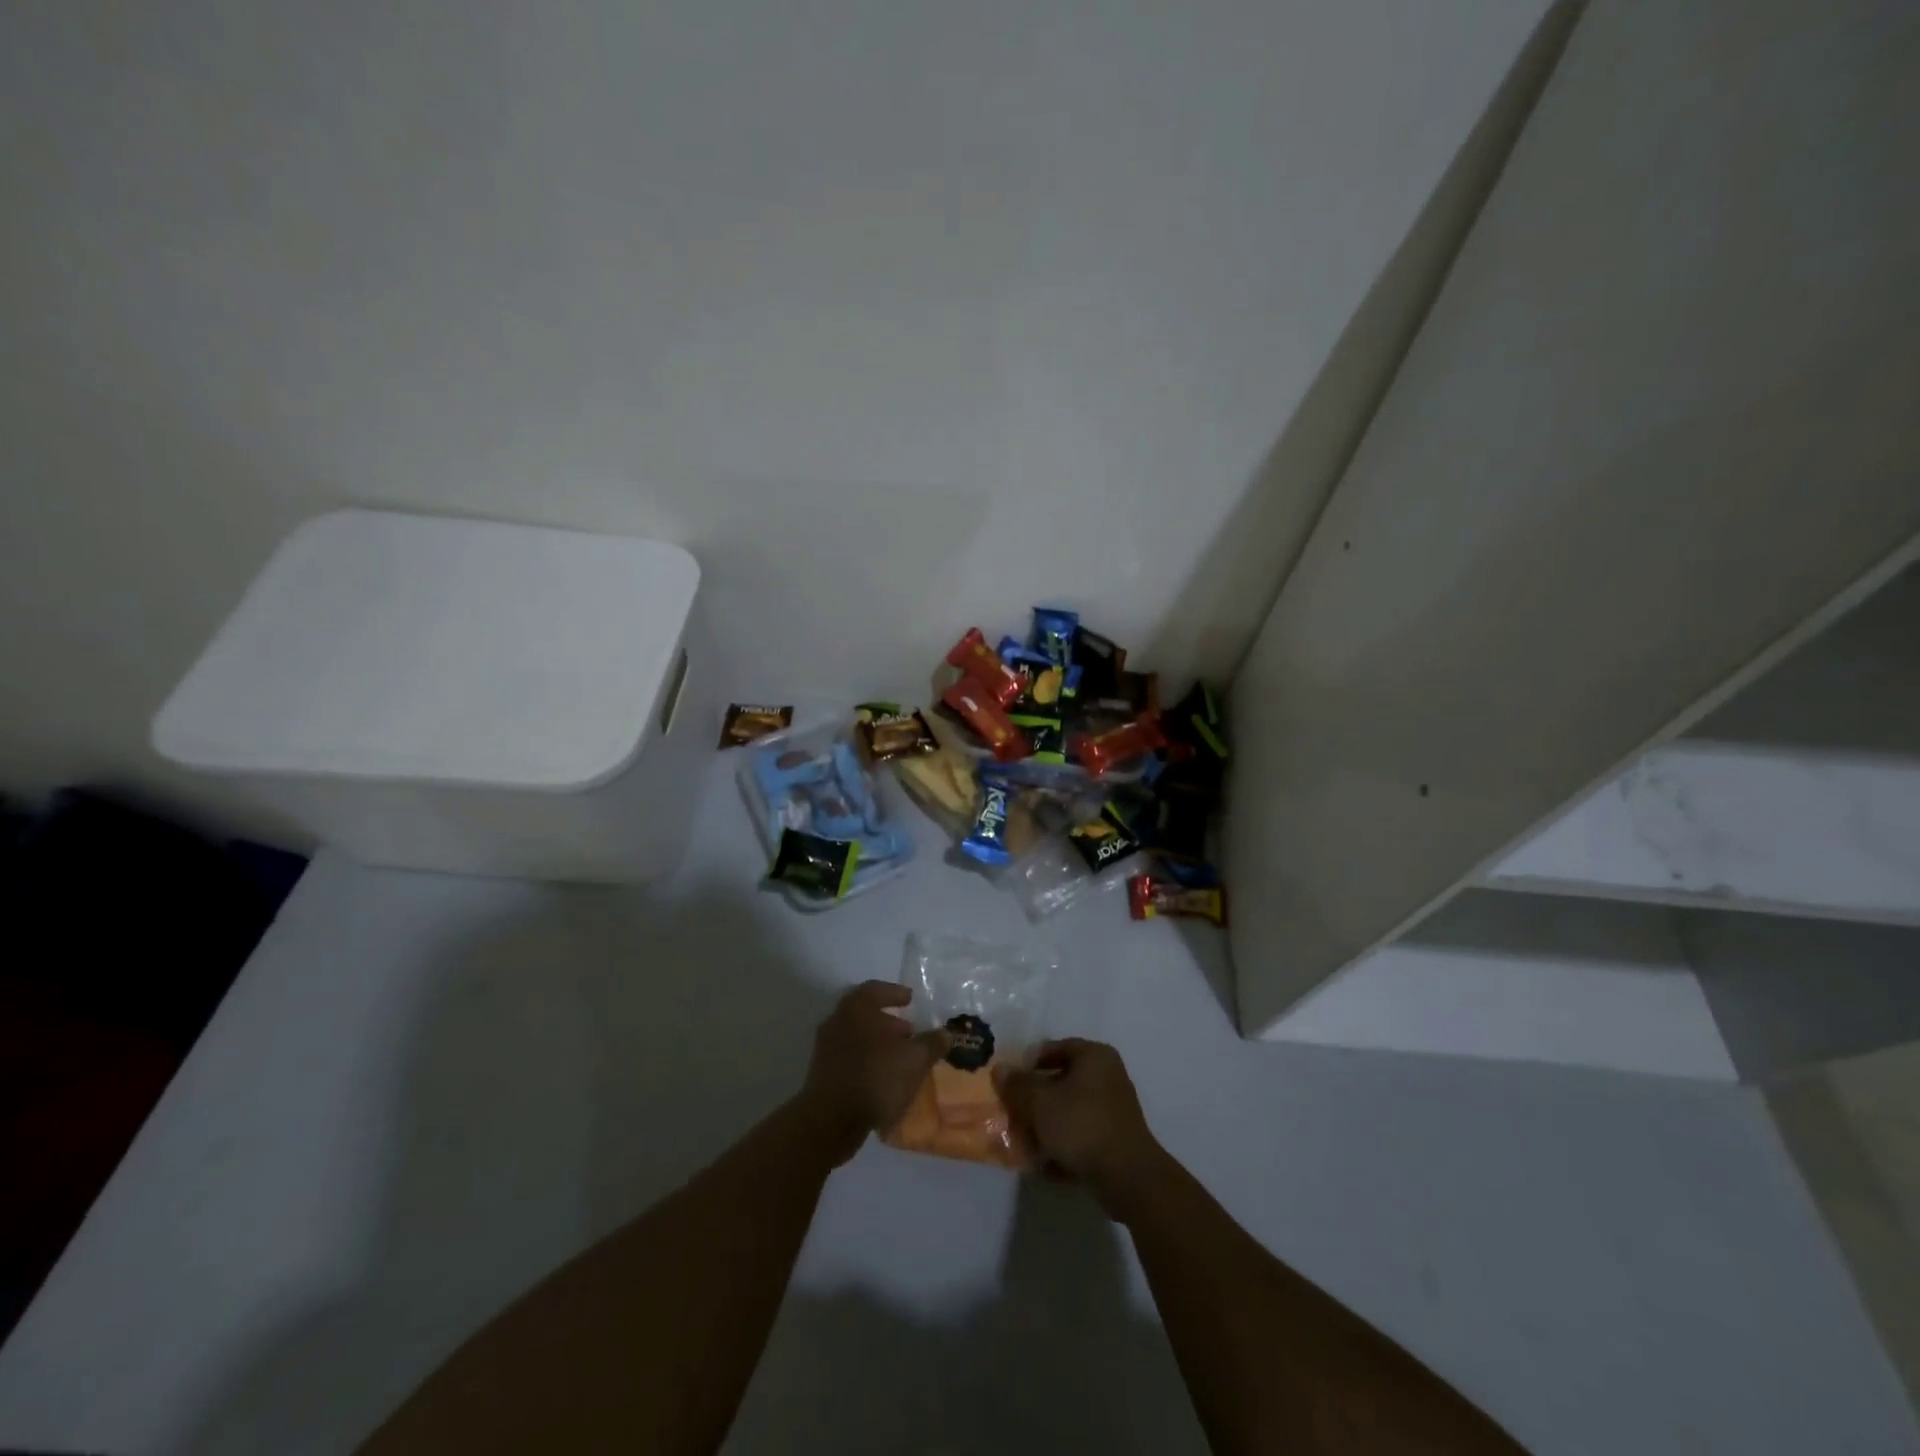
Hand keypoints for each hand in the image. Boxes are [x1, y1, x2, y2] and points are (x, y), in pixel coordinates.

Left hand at [800, 981, 949, 1163]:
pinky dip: (868, 1062)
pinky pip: (850, 1059)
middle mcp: (837, 1020)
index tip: (910, 1000)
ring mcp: (826, 1048)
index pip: (876, 989)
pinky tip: (884, 1079)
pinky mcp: (821, 1074)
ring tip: (901, 1059)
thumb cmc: (876, 1077)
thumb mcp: (915, 1059)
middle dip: (889, 1022)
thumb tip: (945, 1033)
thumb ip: (931, 1043)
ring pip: (857, 1037)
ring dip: (879, 1044)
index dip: (895, 993)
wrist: (830, 1121)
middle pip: (865, 1014)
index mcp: (857, 1007)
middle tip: (910, 1032)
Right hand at [996, 1039, 1166, 1212]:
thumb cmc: (1082, 1125)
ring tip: (1024, 1142)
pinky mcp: (1115, 1140)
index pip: (1054, 1048)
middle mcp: (1108, 1076)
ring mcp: (1114, 1110)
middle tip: (1013, 1113)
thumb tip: (1000, 1069)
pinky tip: (1043, 1164)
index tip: (1009, 1083)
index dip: (1028, 1063)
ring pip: (1069, 1111)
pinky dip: (1063, 1146)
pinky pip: (1081, 1135)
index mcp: (1094, 1056)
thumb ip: (1017, 1085)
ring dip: (1046, 1125)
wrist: (1128, 1177)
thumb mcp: (1040, 1102)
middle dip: (1035, 1099)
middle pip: (1061, 1081)